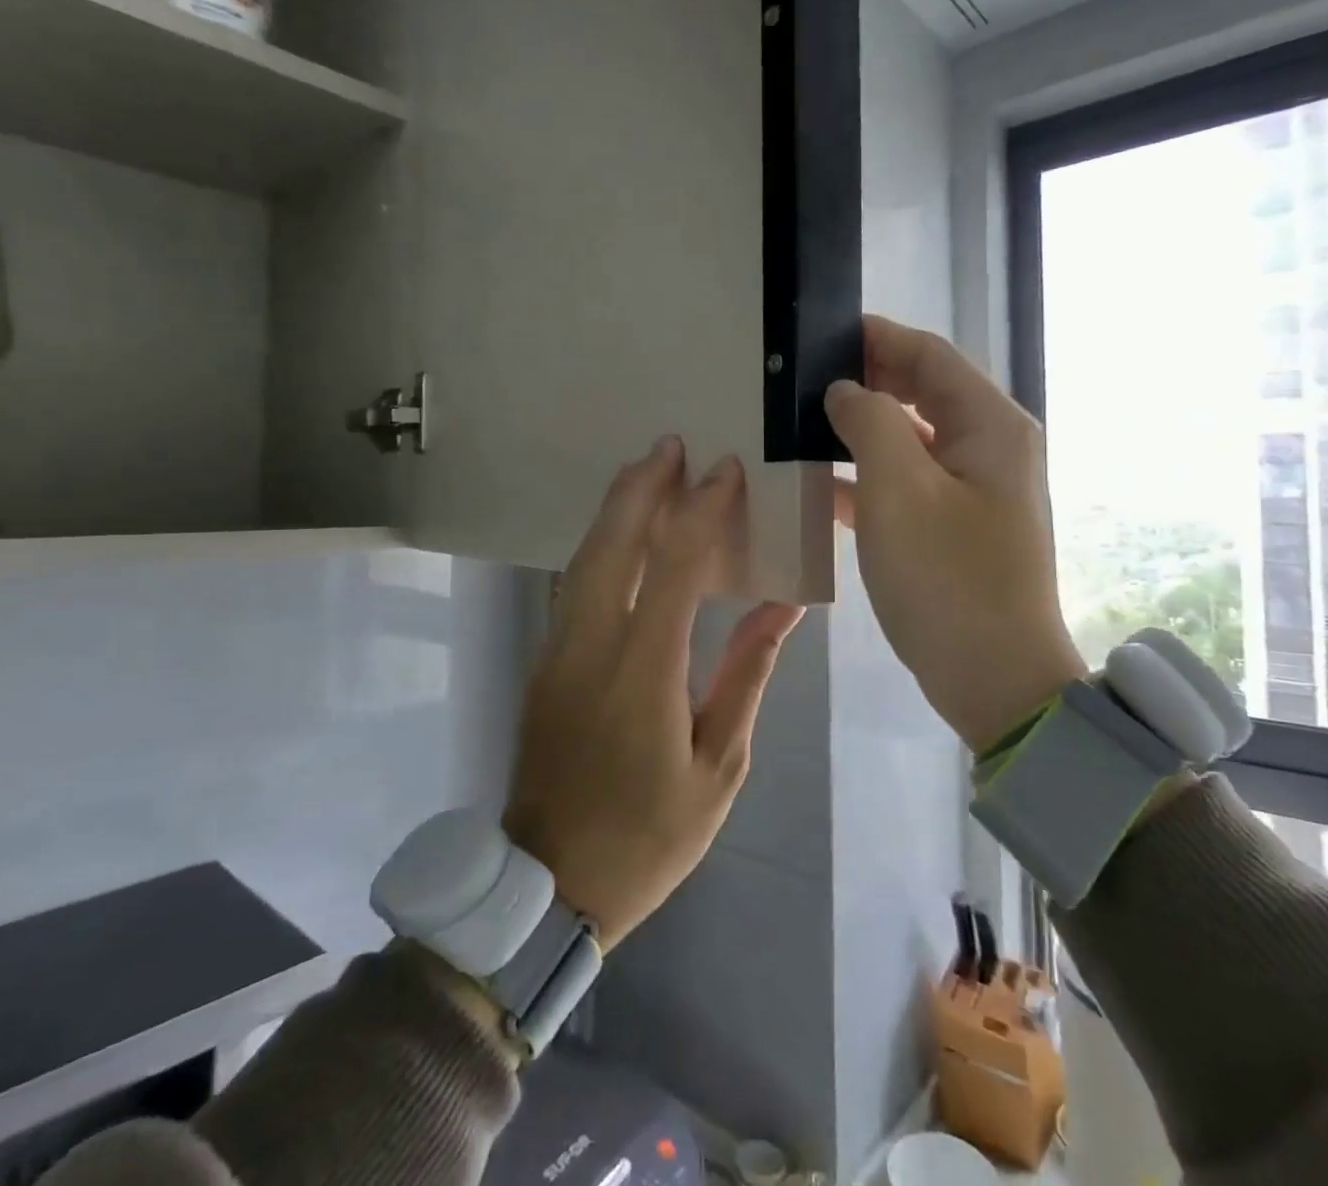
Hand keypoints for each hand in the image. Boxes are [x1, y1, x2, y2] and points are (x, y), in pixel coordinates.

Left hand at [504, 439, 804, 947]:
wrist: (549, 881)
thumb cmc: (650, 834)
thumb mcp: (720, 765)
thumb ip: (746, 674)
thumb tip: (783, 609)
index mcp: (642, 673)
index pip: (674, 567)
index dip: (700, 512)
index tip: (724, 473)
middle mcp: (590, 647)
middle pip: (611, 545)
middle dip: (641, 489)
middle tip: (670, 446)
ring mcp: (557, 651)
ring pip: (583, 559)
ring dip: (615, 510)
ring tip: (646, 473)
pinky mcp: (545, 662)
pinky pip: (574, 584)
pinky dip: (600, 546)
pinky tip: (623, 535)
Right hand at [825, 316, 1084, 753]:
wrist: (994, 678)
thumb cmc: (947, 578)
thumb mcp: (897, 490)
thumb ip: (868, 423)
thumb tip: (845, 391)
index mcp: (990, 425)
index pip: (930, 355)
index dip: (877, 337)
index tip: (820, 333)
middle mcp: (990, 446)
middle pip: (923, 391)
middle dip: (866, 380)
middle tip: (801, 378)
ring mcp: (974, 489)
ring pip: (911, 437)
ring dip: (862, 428)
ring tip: (801, 423)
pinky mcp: (954, 525)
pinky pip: (907, 481)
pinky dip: (868, 475)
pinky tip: (820, 484)